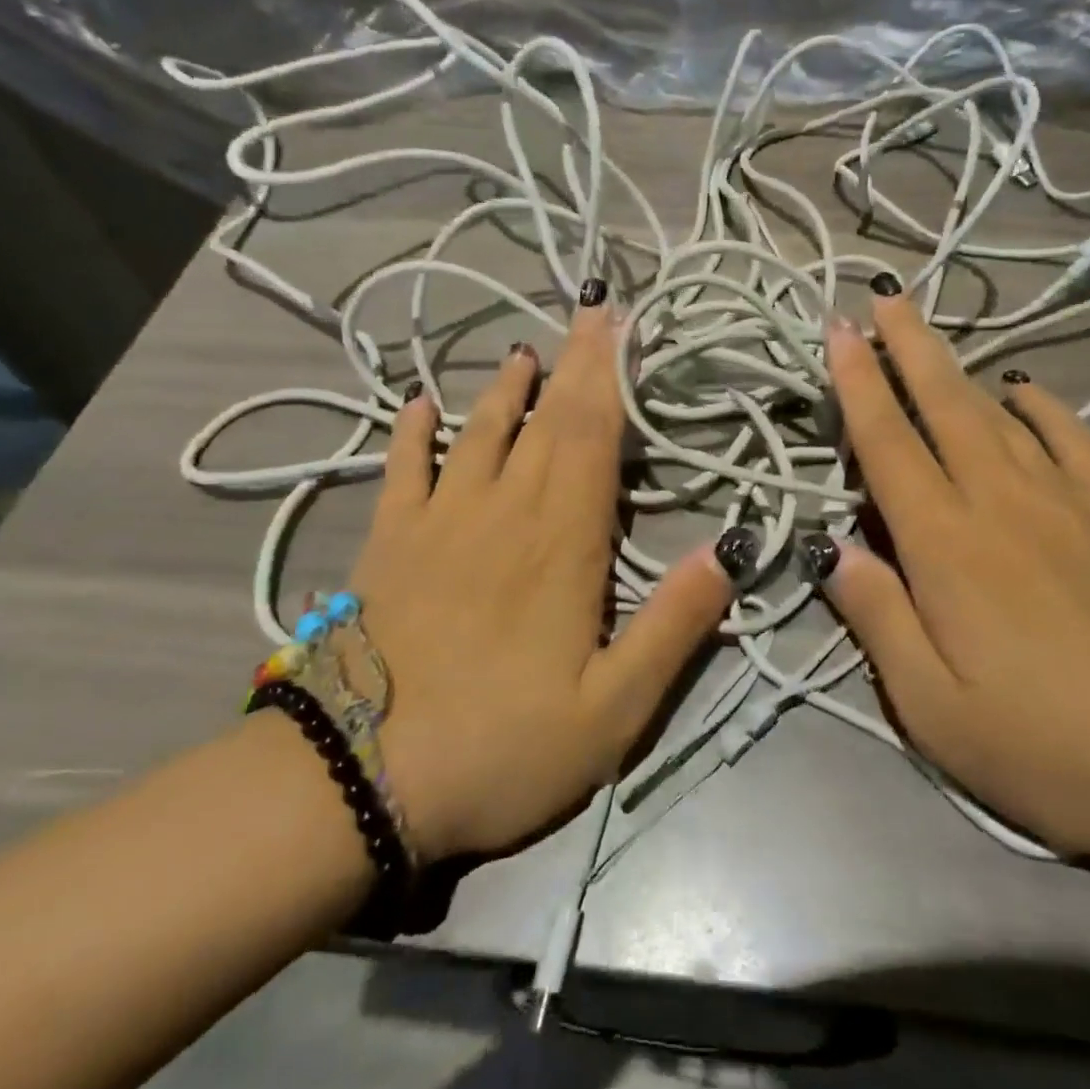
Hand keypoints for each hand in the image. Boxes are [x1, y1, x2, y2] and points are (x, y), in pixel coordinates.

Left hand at [349, 288, 733, 862]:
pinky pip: (402, 470)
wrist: (361, 778)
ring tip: (524, 352)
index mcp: (564, 541)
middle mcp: (503, 511)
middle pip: (546, 421)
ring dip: (505, 389)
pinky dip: (411, 432)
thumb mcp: (613, 709)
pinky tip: (418, 404)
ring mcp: (439, 521)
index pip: (594, 437)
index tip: (622, 327)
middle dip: (574, 363)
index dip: (610, 377)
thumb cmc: (502, 746)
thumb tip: (728, 550)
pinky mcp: (388, 544)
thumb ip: (674, 626)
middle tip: (591, 310)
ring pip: (479, 432)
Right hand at [813, 284, 1089, 863]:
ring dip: (959, 369)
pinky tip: (1025, 394)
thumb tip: (833, 553)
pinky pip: (1071, 438)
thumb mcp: (936, 710)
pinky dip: (1039, 407)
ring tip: (932, 337)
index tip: (838, 333)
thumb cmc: (1057, 748)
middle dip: (906, 348)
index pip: (887, 444)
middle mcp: (1002, 501)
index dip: (856, 384)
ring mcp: (1071, 500)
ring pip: (1000, 413)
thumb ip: (878, 619)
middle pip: (943, 406)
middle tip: (881, 299)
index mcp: (946, 545)